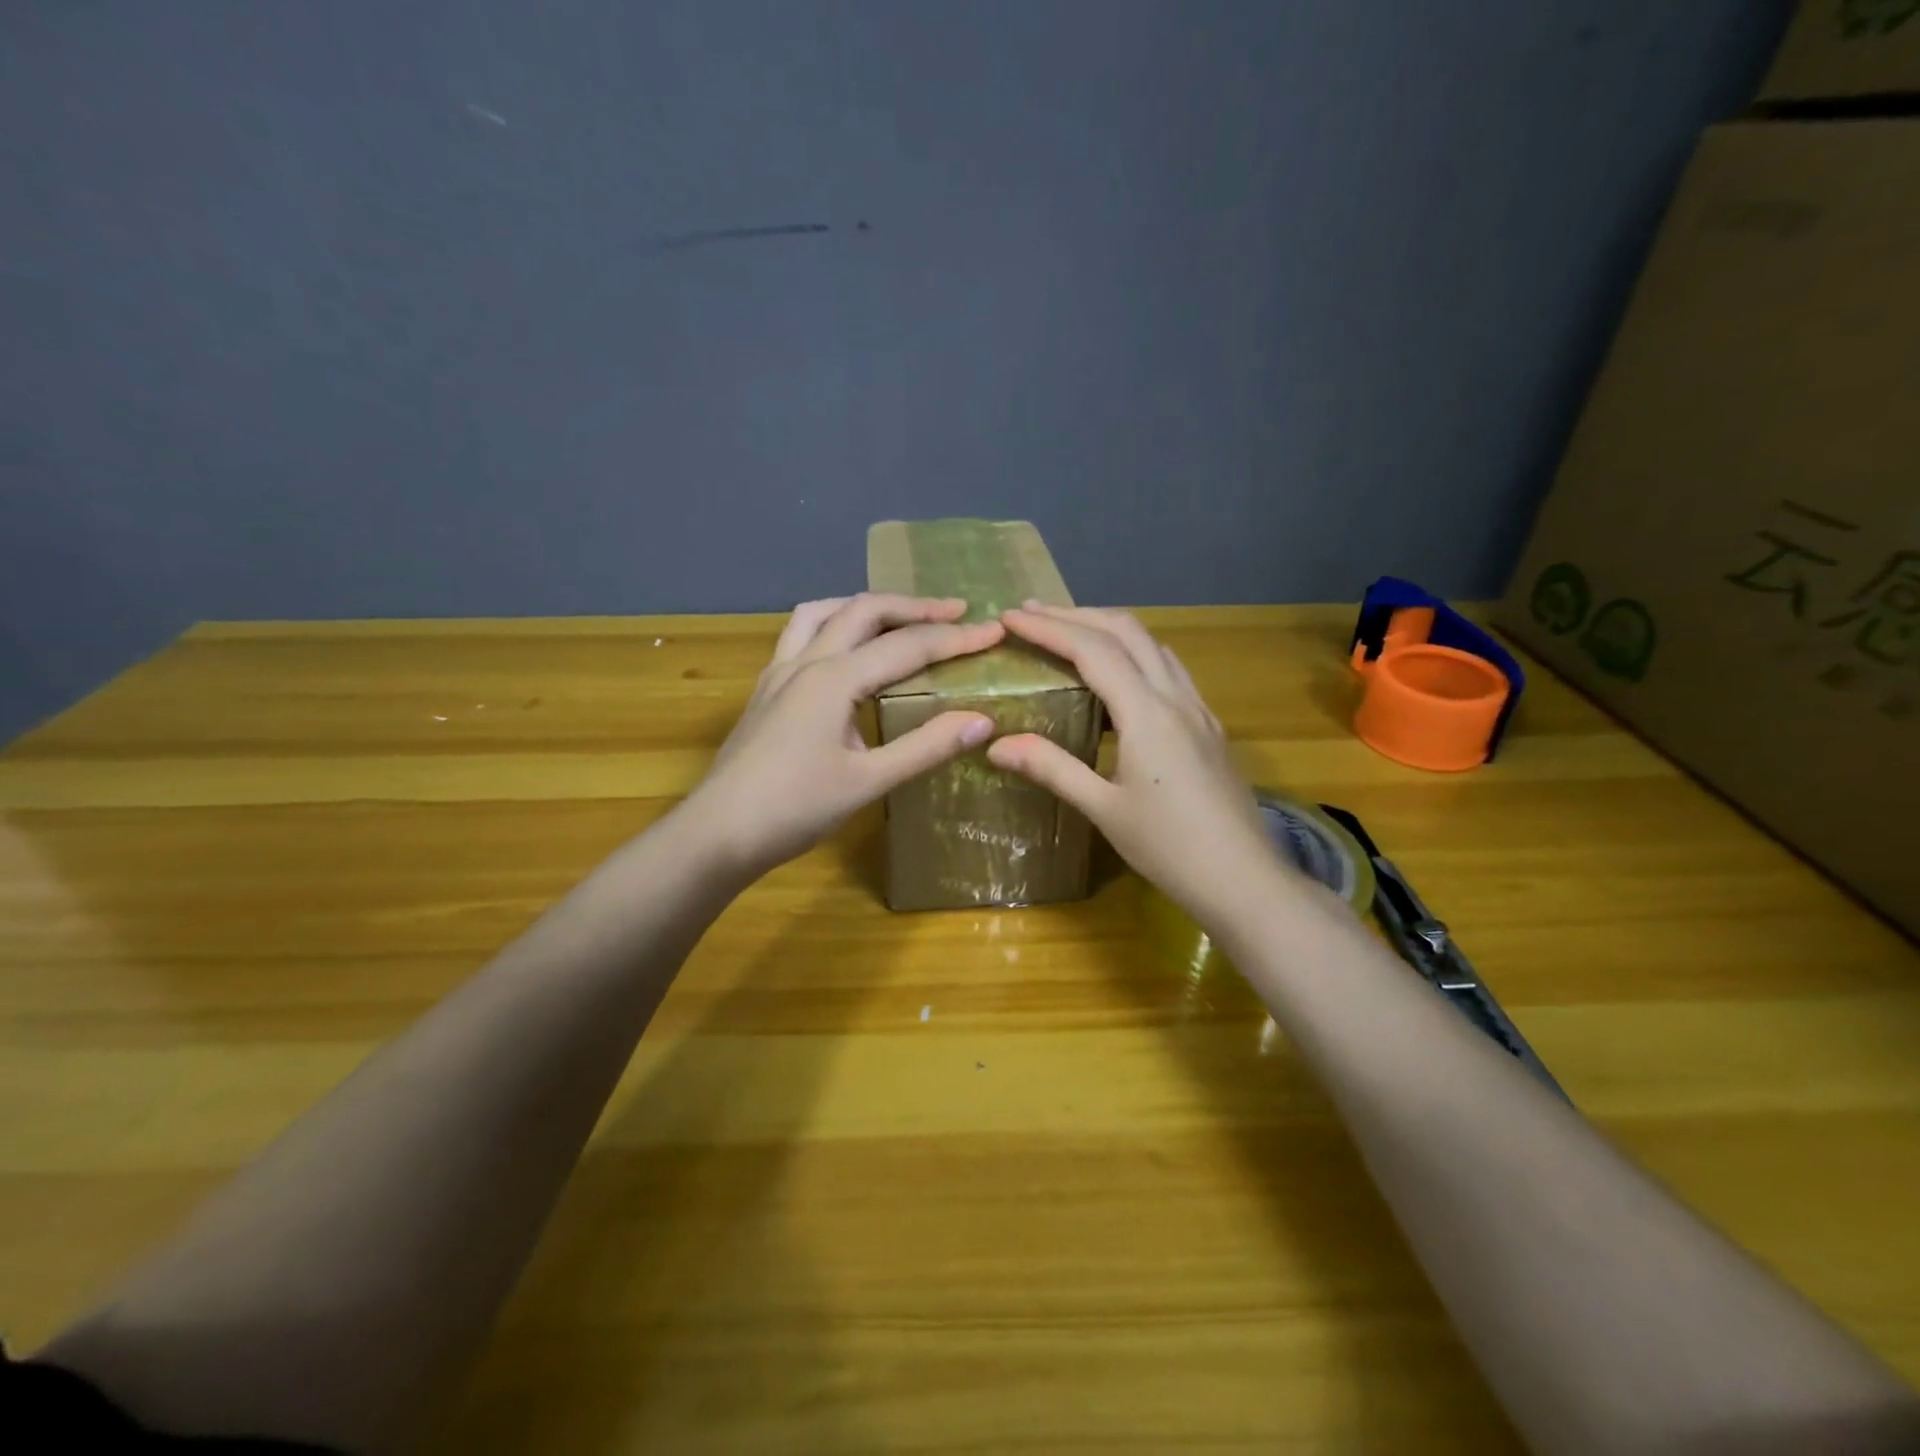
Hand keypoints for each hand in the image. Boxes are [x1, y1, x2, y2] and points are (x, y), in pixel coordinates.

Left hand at [681, 594, 1004, 879]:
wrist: (718, 833)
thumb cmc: (794, 810)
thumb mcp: (868, 782)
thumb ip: (925, 747)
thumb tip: (982, 720)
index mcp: (834, 679)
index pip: (906, 646)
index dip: (954, 637)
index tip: (994, 630)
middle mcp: (805, 661)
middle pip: (865, 612)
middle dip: (914, 607)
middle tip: (957, 611)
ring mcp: (779, 672)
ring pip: (824, 612)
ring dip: (867, 606)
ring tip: (900, 616)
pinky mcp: (766, 689)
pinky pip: (802, 634)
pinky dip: (834, 625)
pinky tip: (845, 650)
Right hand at [987, 602, 1279, 926]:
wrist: (1244, 879)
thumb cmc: (1170, 848)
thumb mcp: (1104, 809)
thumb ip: (1052, 769)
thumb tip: (996, 744)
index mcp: (1147, 714)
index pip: (1092, 650)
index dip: (1049, 629)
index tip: (1010, 617)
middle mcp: (1176, 698)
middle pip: (1127, 631)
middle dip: (1077, 615)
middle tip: (1034, 614)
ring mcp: (1198, 710)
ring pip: (1152, 646)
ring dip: (1108, 629)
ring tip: (1069, 634)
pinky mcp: (1208, 726)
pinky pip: (1168, 670)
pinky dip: (1134, 655)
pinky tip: (1117, 679)